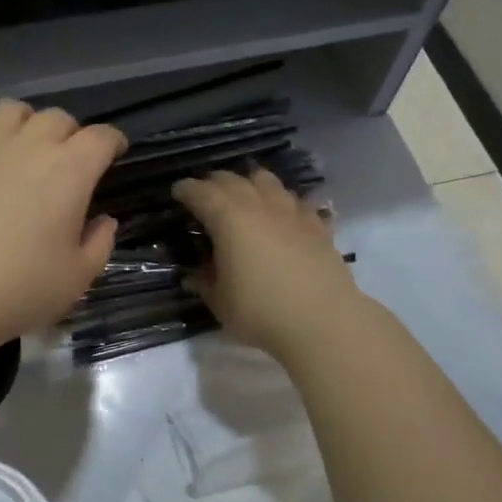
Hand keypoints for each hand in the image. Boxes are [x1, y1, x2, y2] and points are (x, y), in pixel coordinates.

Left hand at [0, 99, 126, 345]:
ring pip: (9, 109)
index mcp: (70, 172)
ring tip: (21, 146)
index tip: (115, 153)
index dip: (113, 141)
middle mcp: (28, 147)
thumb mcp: (78, 278)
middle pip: (57, 117)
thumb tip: (104, 220)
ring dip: (23, 121)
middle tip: (67, 160)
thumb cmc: (21, 290)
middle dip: (69, 133)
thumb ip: (99, 243)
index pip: (101, 137)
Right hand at [171, 168, 360, 359]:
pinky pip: (295, 201)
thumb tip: (193, 276)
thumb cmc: (261, 311)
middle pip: (232, 179)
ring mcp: (291, 212)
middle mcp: (259, 205)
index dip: (186, 190)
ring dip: (249, 184)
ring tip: (244, 198)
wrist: (323, 321)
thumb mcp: (221, 303)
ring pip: (267, 180)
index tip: (178, 192)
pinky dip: (282, 202)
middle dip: (214, 183)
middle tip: (205, 195)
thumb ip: (205, 284)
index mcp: (229, 219)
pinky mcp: (317, 225)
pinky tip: (282, 216)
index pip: (201, 192)